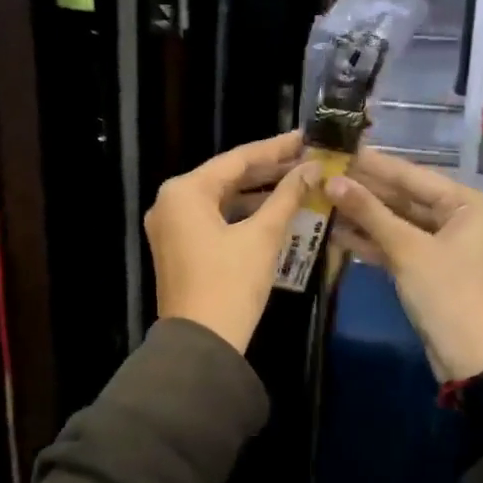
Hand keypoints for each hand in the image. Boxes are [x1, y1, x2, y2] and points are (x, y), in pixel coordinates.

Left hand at [146, 130, 316, 352]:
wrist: (201, 344)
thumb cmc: (230, 284)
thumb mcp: (262, 236)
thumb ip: (287, 196)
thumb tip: (311, 168)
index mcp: (184, 191)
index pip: (237, 159)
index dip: (275, 148)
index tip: (305, 138)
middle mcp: (170, 202)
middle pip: (227, 177)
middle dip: (268, 170)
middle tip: (306, 159)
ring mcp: (171, 226)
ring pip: (221, 199)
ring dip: (258, 193)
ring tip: (298, 182)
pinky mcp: (178, 247)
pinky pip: (214, 219)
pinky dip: (242, 215)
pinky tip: (274, 211)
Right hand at [325, 149, 482, 381]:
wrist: (471, 359)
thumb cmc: (448, 294)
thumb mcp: (406, 249)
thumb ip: (369, 212)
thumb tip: (330, 180)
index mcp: (467, 202)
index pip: (411, 174)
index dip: (372, 164)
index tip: (338, 147)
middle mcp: (459, 215)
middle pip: (403, 196)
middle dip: (363, 189)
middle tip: (323, 172)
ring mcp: (444, 242)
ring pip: (397, 220)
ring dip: (362, 214)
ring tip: (321, 197)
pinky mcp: (429, 265)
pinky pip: (397, 243)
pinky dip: (371, 239)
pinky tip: (336, 230)